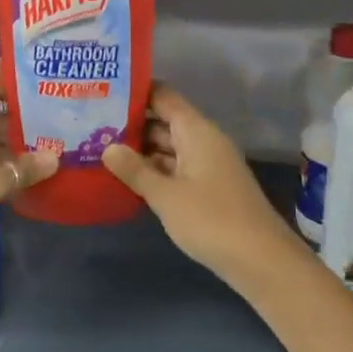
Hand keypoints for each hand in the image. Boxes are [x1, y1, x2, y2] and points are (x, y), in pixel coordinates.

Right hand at [103, 82, 304, 284]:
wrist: (261, 261)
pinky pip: (176, 169)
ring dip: (140, 151)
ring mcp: (208, 166)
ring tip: (100, 152)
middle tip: (91, 126)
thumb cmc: (211, 219)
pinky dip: (154, 172)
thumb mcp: (165, 195)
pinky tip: (128, 181)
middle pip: (164, 122)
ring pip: (169, 148)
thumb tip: (107, 147)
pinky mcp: (209, 189)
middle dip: (131, 125)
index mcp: (196, 131)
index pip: (163, 96)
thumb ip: (135, 170)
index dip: (135, 91)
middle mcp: (204, 141)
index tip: (103, 91)